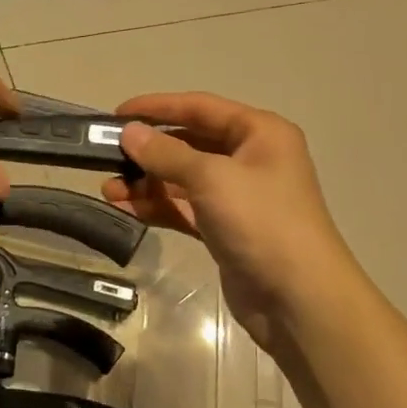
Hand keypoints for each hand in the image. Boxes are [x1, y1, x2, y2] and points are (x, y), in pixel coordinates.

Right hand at [102, 93, 360, 351]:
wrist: (299, 300)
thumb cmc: (261, 222)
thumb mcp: (211, 179)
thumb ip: (166, 153)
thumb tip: (128, 132)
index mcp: (260, 133)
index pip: (200, 107)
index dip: (157, 107)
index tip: (117, 113)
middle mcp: (251, 158)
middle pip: (190, 143)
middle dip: (149, 151)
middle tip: (107, 156)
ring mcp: (239, 196)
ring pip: (183, 179)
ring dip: (147, 182)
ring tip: (108, 189)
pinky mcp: (227, 229)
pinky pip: (185, 208)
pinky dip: (158, 207)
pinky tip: (126, 208)